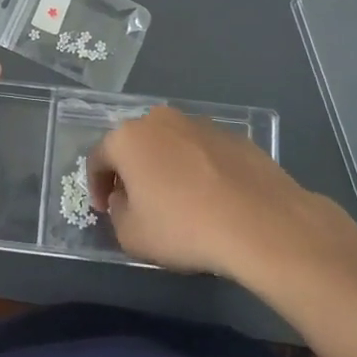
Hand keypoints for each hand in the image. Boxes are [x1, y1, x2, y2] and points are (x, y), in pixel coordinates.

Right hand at [88, 106, 345, 280]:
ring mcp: (200, 124)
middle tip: (138, 203)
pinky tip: (211, 199)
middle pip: (135, 145)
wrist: (261, 223)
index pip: (98, 158)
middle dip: (131, 172)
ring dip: (166, 167)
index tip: (104, 210)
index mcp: (128, 137)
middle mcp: (161, 120)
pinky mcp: (234, 136)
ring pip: (171, 145)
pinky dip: (199, 170)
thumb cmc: (184, 227)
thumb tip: (126, 200)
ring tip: (179, 201)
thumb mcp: (131, 236)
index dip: (95, 186)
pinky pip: (203, 152)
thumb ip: (118, 213)